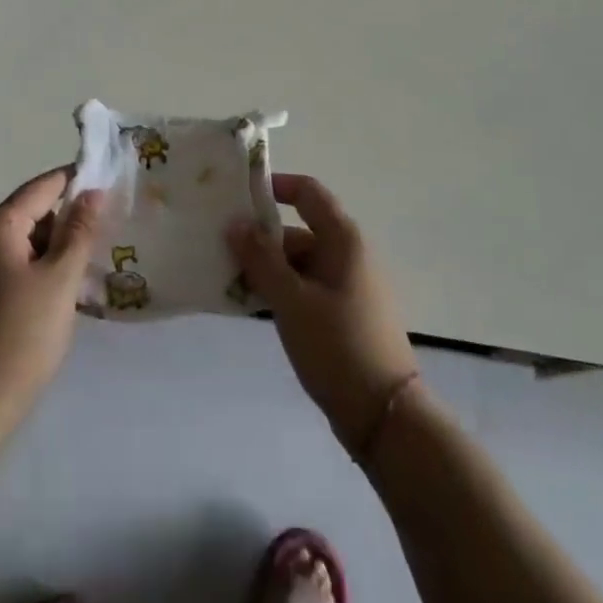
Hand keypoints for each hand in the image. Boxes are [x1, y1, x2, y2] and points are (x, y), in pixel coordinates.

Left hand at [0, 168, 101, 416]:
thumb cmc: (24, 334)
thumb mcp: (61, 278)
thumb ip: (79, 230)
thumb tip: (92, 192)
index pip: (42, 187)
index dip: (75, 181)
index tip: (108, 185)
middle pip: (29, 212)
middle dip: (64, 222)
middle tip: (100, 240)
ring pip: (20, 241)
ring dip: (51, 249)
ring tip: (83, 272)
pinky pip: (8, 264)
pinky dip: (33, 268)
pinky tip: (55, 294)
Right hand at [227, 173, 418, 451]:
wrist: (385, 416)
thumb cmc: (338, 346)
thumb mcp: (292, 300)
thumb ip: (261, 259)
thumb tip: (235, 223)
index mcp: (343, 239)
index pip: (307, 192)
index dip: (274, 186)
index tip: (237, 194)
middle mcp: (348, 254)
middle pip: (298, 230)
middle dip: (259, 237)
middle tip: (217, 245)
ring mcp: (347, 285)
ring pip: (298, 262)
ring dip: (265, 267)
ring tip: (224, 276)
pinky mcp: (342, 314)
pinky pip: (304, 287)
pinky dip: (279, 289)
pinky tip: (249, 303)